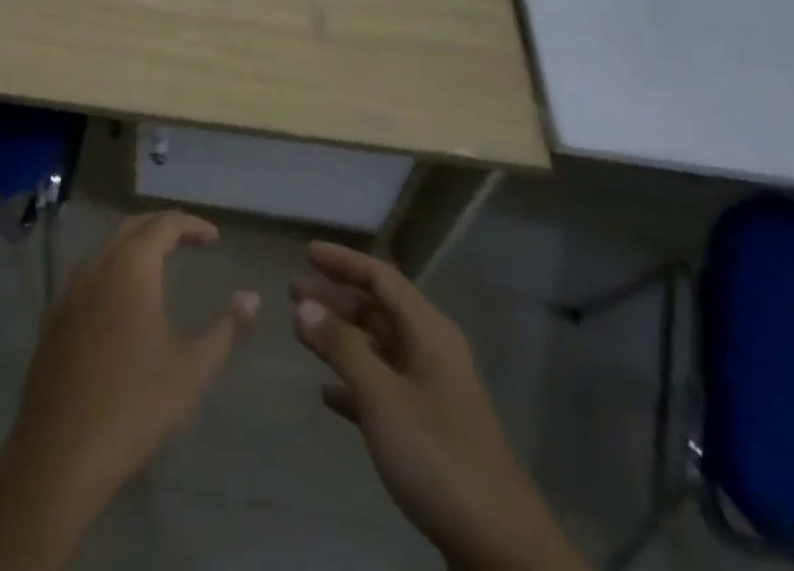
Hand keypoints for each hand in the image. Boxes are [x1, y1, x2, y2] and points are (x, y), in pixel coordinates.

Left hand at [12, 210, 259, 501]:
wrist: (59, 453)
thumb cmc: (133, 406)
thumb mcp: (191, 371)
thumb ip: (226, 330)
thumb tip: (251, 297)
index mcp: (130, 267)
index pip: (164, 224)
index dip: (191, 225)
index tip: (214, 237)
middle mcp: (97, 265)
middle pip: (132, 227)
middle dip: (163, 227)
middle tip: (191, 241)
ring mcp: (69, 289)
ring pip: (106, 247)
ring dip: (135, 245)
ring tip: (161, 263)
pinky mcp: (53, 316)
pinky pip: (88, 273)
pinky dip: (113, 268)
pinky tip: (123, 299)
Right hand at [292, 242, 585, 570]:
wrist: (500, 547)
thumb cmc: (438, 456)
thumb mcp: (382, 397)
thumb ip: (341, 347)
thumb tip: (304, 305)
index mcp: (429, 332)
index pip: (382, 278)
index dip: (344, 261)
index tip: (306, 253)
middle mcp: (432, 351)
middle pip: (378, 309)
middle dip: (336, 298)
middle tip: (293, 291)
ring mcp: (432, 390)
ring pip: (378, 347)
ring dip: (341, 337)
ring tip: (301, 332)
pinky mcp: (428, 429)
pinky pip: (383, 387)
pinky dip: (354, 381)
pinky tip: (327, 392)